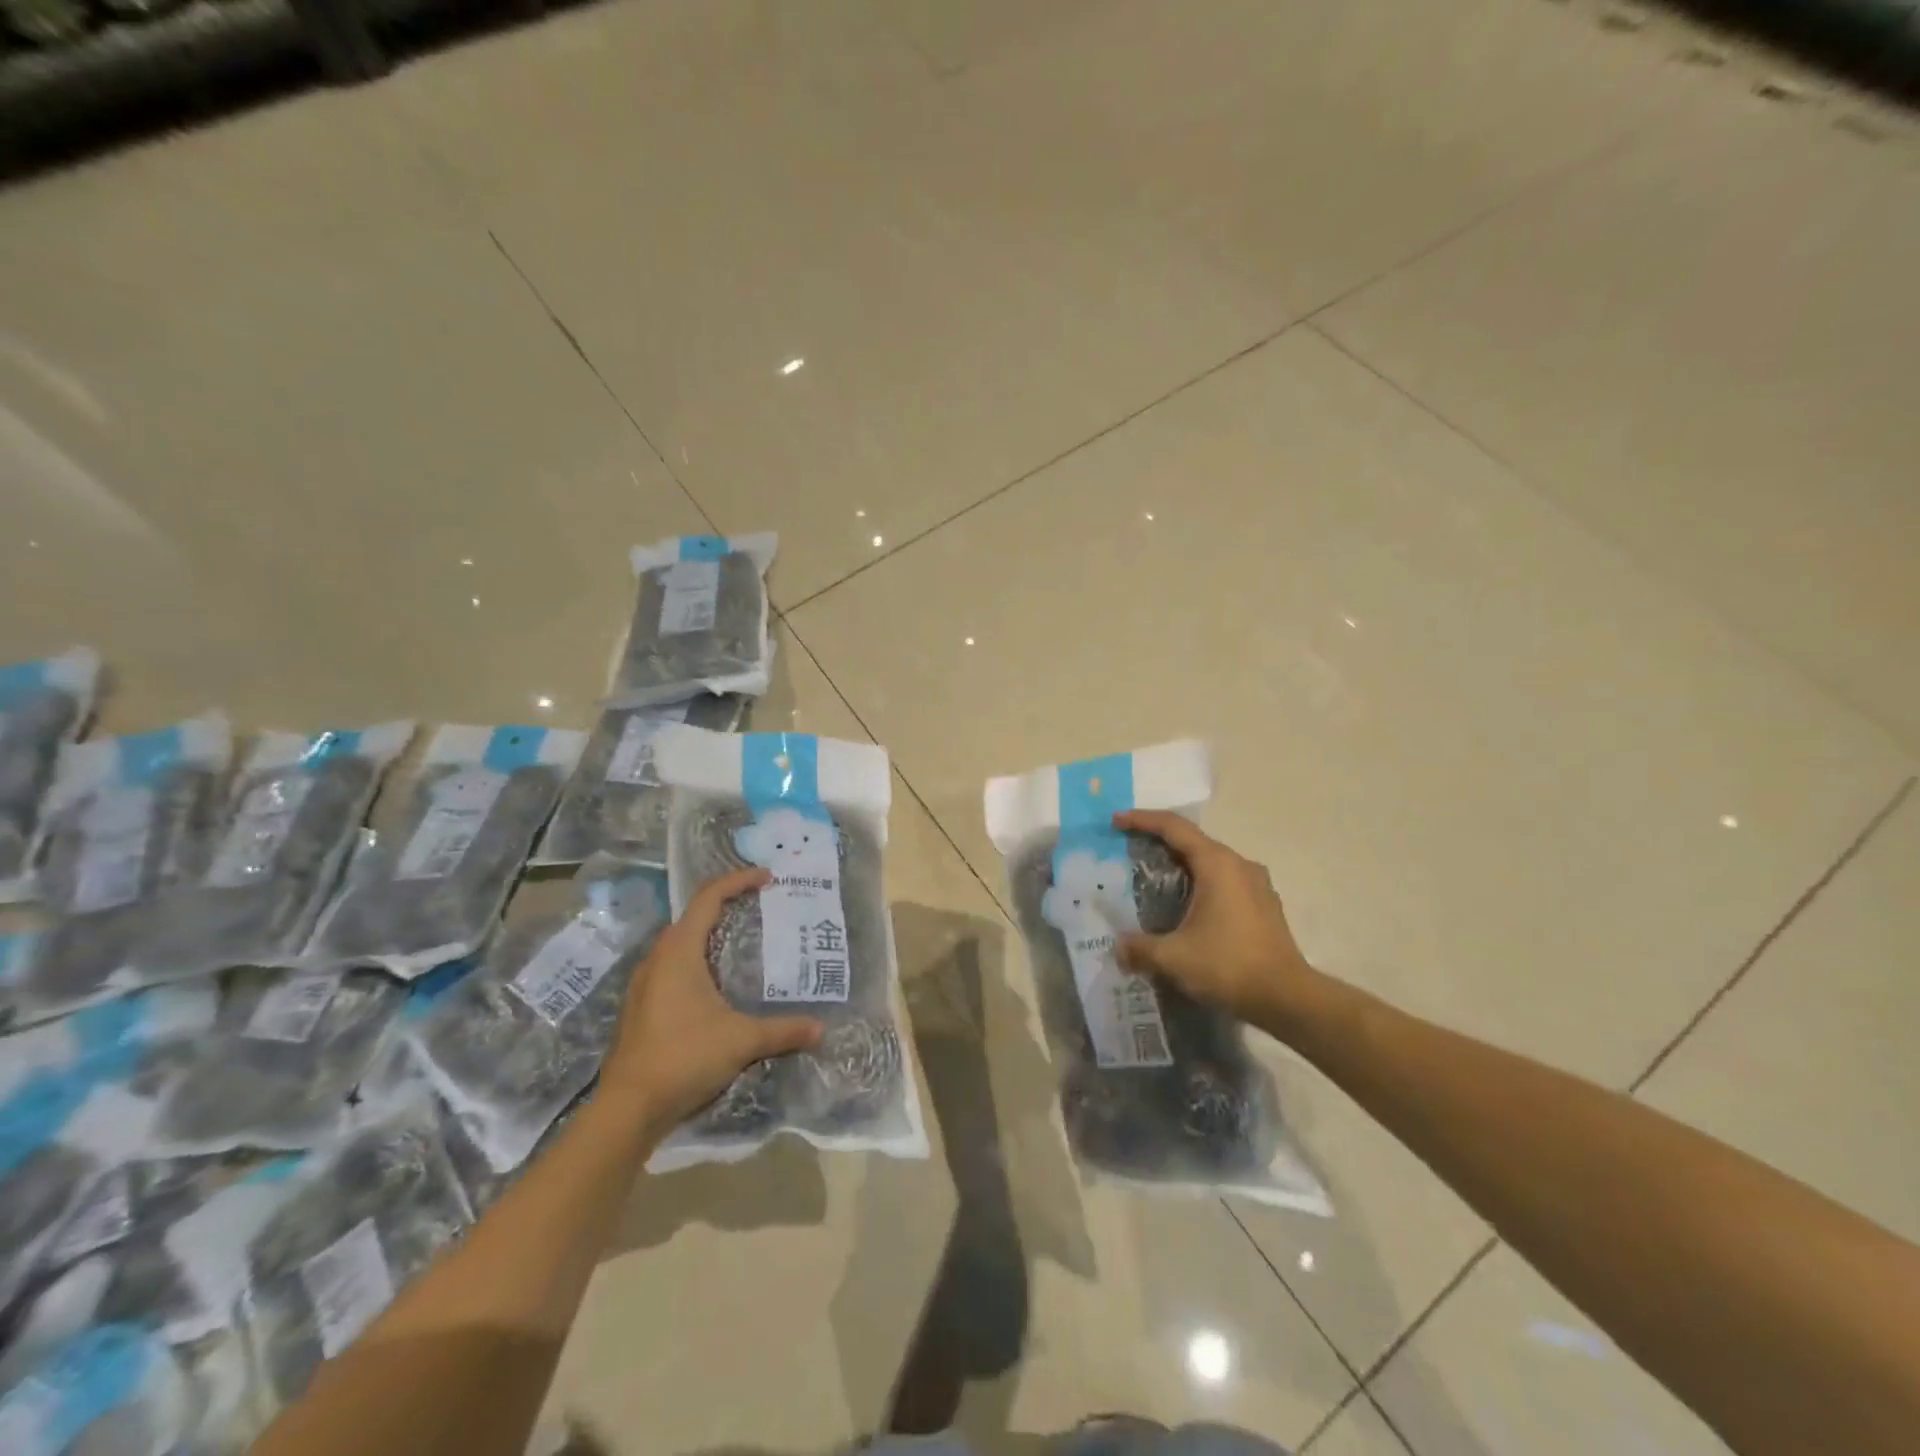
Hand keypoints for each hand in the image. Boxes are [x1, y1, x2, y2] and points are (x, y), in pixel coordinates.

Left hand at [601, 867, 822, 1129]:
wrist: (626, 1110)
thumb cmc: (683, 1058)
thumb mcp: (741, 1040)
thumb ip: (783, 1030)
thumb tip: (821, 1028)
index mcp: (679, 952)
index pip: (708, 897)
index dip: (738, 880)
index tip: (767, 877)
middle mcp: (658, 959)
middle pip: (692, 916)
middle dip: (726, 904)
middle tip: (759, 906)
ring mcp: (645, 984)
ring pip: (680, 943)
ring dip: (709, 934)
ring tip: (742, 941)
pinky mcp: (642, 1007)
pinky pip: (673, 967)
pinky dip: (698, 960)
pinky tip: (717, 984)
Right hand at [1113, 810, 1317, 1030]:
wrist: (1288, 1000)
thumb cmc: (1228, 966)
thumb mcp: (1173, 958)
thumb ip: (1139, 948)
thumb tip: (1117, 948)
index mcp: (1217, 864)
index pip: (1173, 827)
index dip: (1141, 820)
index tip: (1116, 821)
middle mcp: (1239, 865)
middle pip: (1192, 841)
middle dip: (1158, 842)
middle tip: (1129, 851)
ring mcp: (1257, 884)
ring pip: (1210, 862)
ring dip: (1181, 865)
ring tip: (1154, 880)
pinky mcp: (1264, 905)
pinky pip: (1224, 881)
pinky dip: (1200, 884)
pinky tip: (1186, 907)